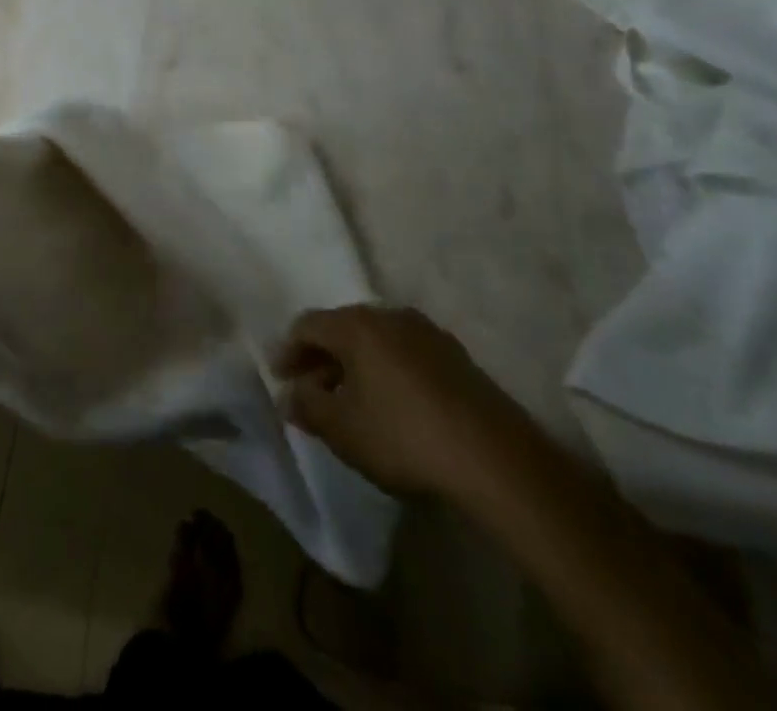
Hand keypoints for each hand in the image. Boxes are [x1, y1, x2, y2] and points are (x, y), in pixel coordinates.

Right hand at [274, 305, 520, 497]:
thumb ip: (308, 407)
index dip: (288, 351)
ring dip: (356, 365)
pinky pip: (406, 354)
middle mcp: (390, 316)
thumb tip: (290, 395)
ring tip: (351, 401)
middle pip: (343, 328)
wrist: (496, 460)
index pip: (307, 325)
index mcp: (356, 325)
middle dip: (322, 358)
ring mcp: (428, 333)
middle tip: (312, 390)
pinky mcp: (457, 358)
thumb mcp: (343, 429)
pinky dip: (387, 371)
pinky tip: (392, 405)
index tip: (280, 379)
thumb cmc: (404, 436)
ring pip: (376, 341)